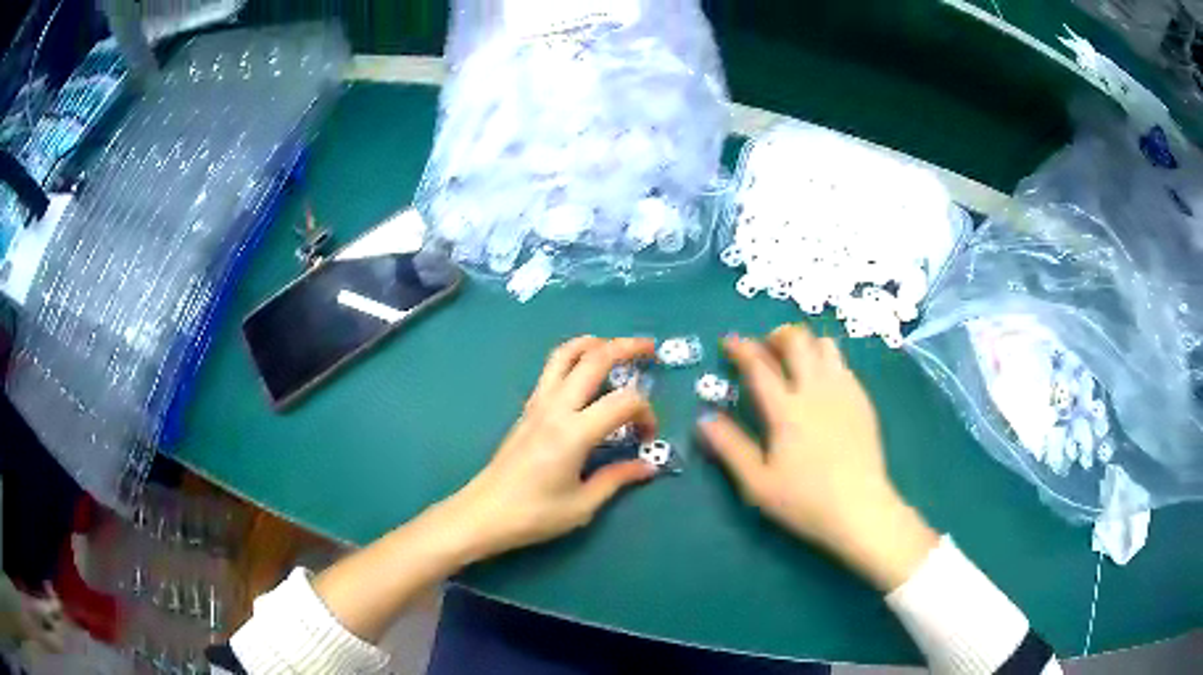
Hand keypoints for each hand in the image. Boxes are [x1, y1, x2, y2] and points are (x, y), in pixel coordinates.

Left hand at [441, 336, 659, 561]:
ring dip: (595, 343)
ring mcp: (537, 404)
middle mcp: (555, 408)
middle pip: (594, 359)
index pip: (623, 402)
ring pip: (565, 354)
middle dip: (626, 347)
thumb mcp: (583, 505)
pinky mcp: (527, 408)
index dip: (646, 414)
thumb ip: (618, 478)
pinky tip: (586, 371)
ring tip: (616, 346)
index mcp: (573, 433)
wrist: (484, 513)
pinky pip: (552, 368)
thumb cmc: (534, 514)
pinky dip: (575, 357)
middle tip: (650, 349)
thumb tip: (648, 466)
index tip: (647, 438)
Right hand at [697, 324, 937, 590]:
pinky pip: (844, 364)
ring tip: (795, 360)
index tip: (729, 342)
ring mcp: (844, 392)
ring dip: (805, 344)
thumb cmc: (805, 500)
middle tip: (765, 348)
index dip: (741, 349)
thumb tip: (704, 419)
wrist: (860, 509)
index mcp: (786, 410)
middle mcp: (816, 390)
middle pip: (797, 342)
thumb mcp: (758, 483)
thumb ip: (730, 448)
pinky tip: (822, 383)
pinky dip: (826, 361)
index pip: (759, 366)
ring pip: (825, 345)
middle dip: (776, 336)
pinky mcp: (862, 400)